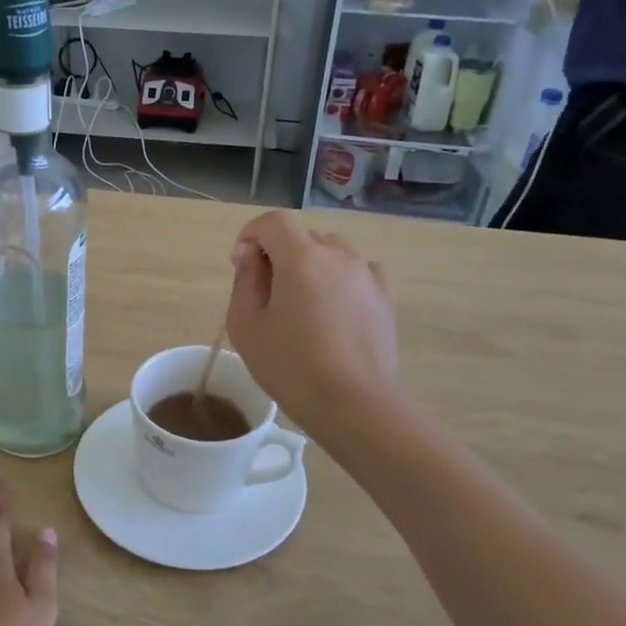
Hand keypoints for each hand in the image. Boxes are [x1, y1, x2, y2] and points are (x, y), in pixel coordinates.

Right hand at [225, 211, 400, 432]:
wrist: (353, 404)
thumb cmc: (290, 366)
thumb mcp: (247, 325)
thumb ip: (244, 280)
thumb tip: (251, 254)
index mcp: (301, 258)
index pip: (273, 222)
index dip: (251, 234)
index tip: (241, 265)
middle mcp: (338, 255)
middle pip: (302, 237)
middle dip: (279, 254)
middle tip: (266, 295)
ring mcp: (366, 275)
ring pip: (331, 252)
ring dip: (311, 266)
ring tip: (302, 305)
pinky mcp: (384, 298)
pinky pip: (358, 272)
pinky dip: (340, 280)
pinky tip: (334, 310)